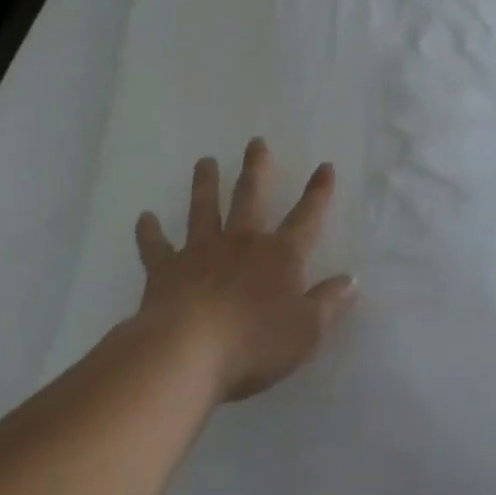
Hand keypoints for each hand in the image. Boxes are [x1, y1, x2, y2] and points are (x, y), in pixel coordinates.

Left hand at [133, 139, 355, 404]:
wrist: (188, 352)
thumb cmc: (254, 343)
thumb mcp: (306, 331)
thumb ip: (328, 303)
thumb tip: (351, 280)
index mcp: (279, 256)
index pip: (306, 218)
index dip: (318, 193)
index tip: (324, 166)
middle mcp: (241, 242)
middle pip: (250, 197)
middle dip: (256, 168)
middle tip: (256, 142)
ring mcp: (200, 251)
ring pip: (204, 208)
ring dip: (205, 184)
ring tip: (205, 161)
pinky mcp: (166, 269)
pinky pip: (156, 246)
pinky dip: (149, 232)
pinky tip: (144, 217)